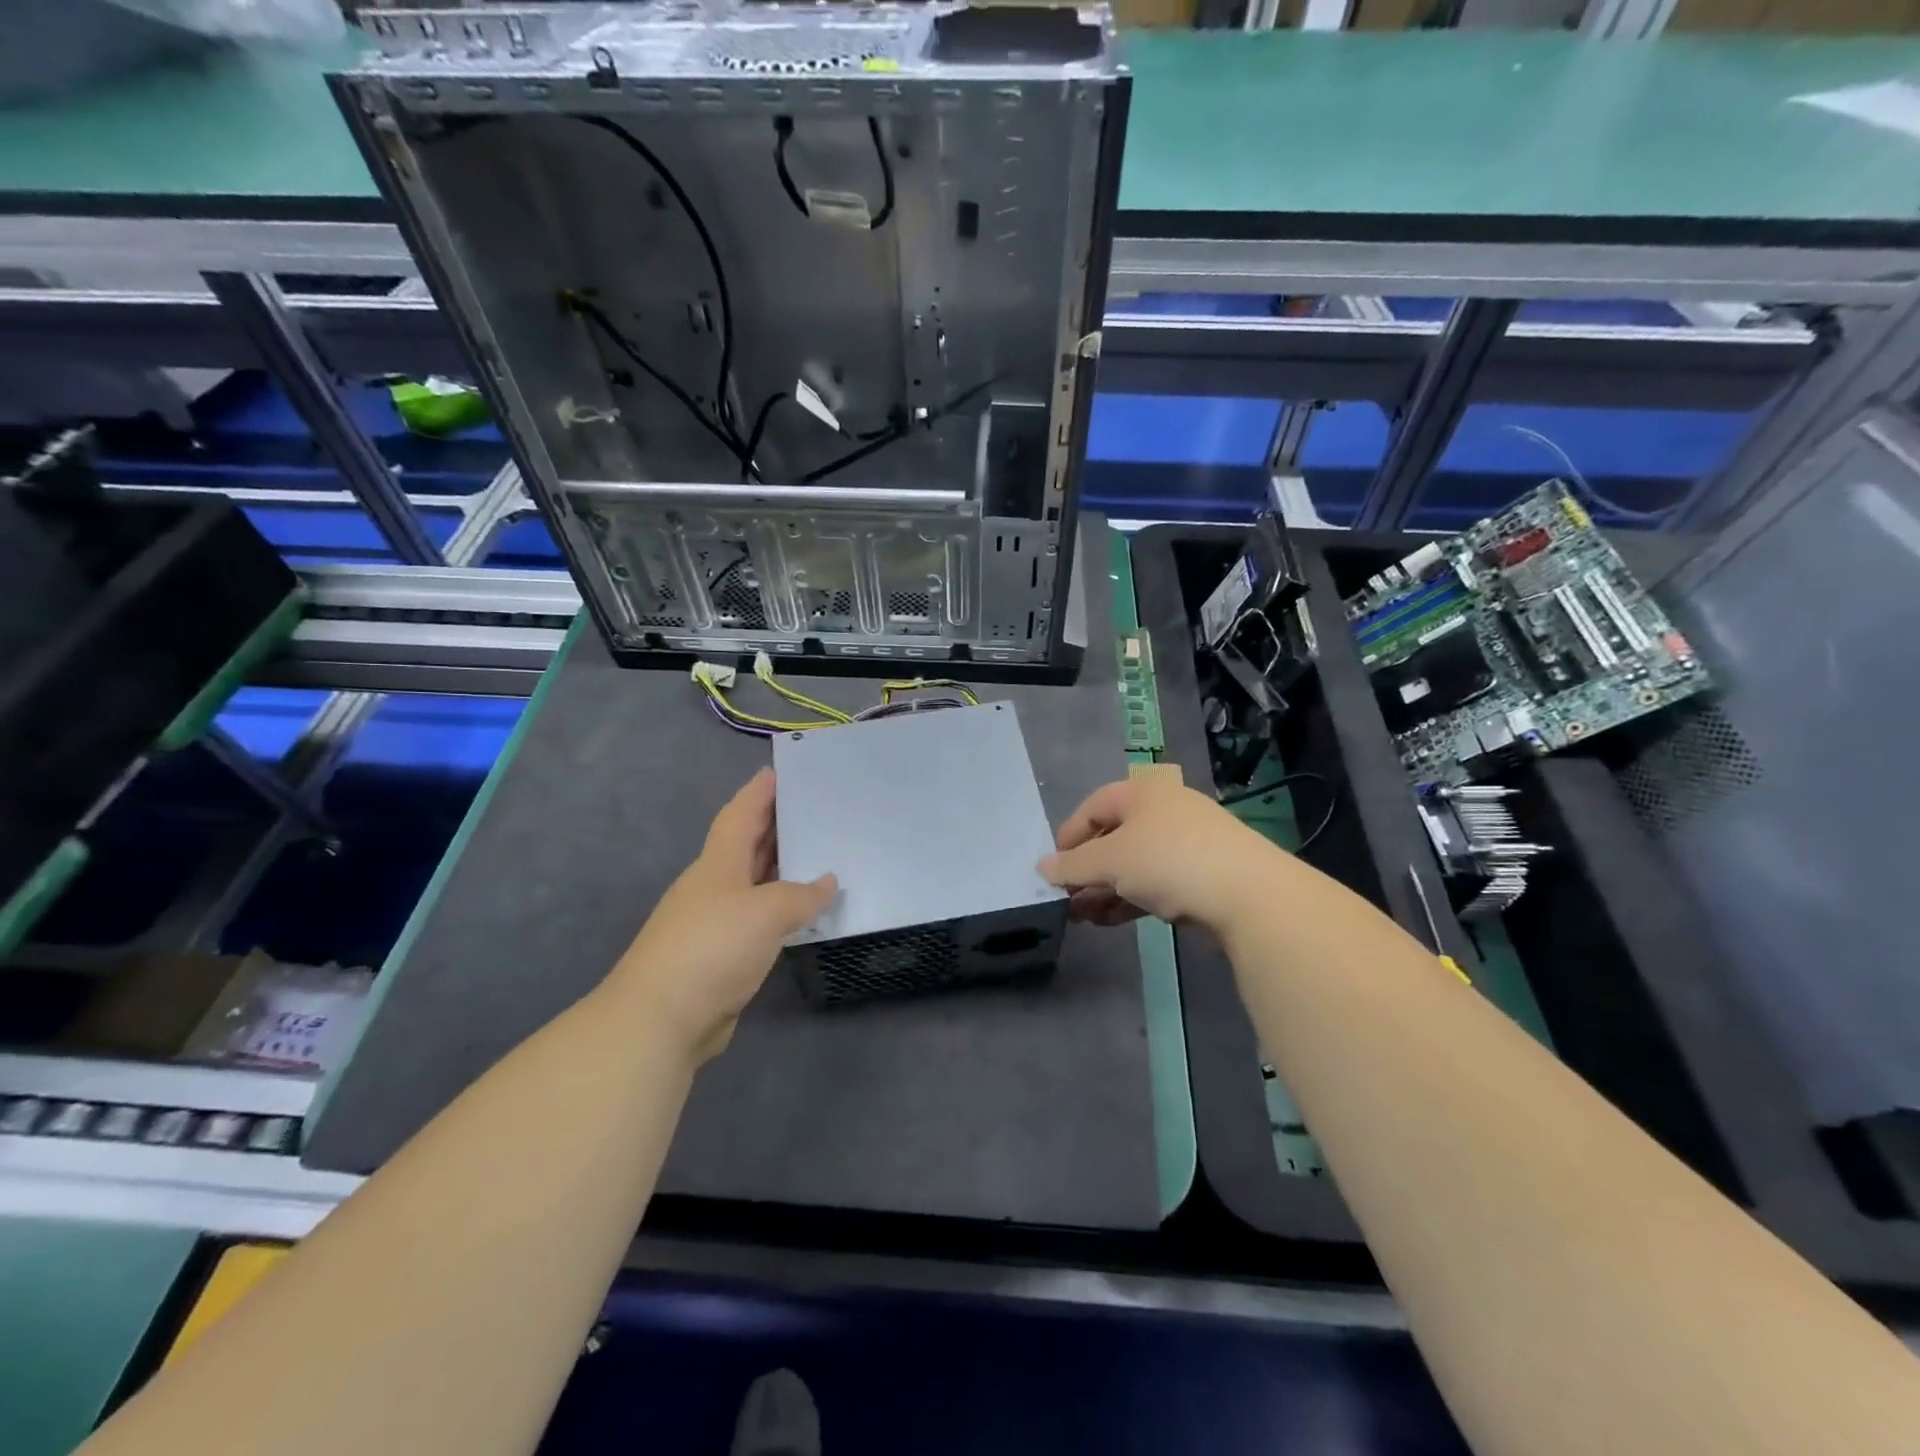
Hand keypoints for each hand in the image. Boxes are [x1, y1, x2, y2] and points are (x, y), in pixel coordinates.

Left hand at [608, 768, 835, 1063]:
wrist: (661, 1018)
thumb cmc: (712, 947)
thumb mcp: (766, 912)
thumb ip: (801, 895)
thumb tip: (827, 882)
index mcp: (718, 864)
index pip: (740, 815)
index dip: (758, 793)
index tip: (777, 772)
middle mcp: (714, 886)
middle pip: (746, 845)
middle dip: (773, 825)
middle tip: (810, 809)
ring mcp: (714, 921)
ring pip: (753, 883)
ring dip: (779, 868)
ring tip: (816, 854)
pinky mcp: (720, 955)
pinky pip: (758, 918)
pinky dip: (780, 908)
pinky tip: (801, 911)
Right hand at [1039, 775, 1277, 934]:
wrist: (1249, 895)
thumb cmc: (1169, 861)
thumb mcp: (1111, 861)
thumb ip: (1073, 865)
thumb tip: (1042, 867)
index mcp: (1143, 792)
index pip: (1094, 806)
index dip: (1069, 834)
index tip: (1053, 867)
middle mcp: (1165, 811)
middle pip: (1113, 837)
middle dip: (1087, 870)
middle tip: (1066, 898)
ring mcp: (1187, 844)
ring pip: (1134, 864)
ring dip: (1105, 890)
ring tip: (1082, 918)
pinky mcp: (1202, 876)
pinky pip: (1155, 883)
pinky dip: (1130, 899)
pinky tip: (1110, 922)